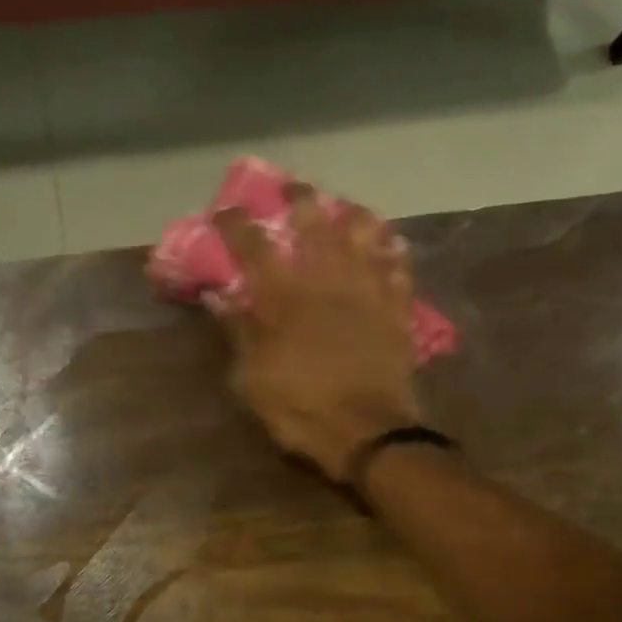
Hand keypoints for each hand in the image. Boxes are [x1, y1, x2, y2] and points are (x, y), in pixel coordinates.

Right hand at [216, 187, 421, 480]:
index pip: (253, 245)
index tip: (225, 210)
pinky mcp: (398, 308)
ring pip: (364, 233)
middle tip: (291, 188)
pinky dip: (392, 251)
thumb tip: (222, 298)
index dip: (235, 223)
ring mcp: (368, 289)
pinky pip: (399, 267)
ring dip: (352, 215)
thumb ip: (239, 333)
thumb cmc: (302, 409)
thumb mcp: (252, 380)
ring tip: (346, 210)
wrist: (368, 433)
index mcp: (284, 296)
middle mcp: (327, 278)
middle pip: (313, 221)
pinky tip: (389, 245)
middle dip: (298, 198)